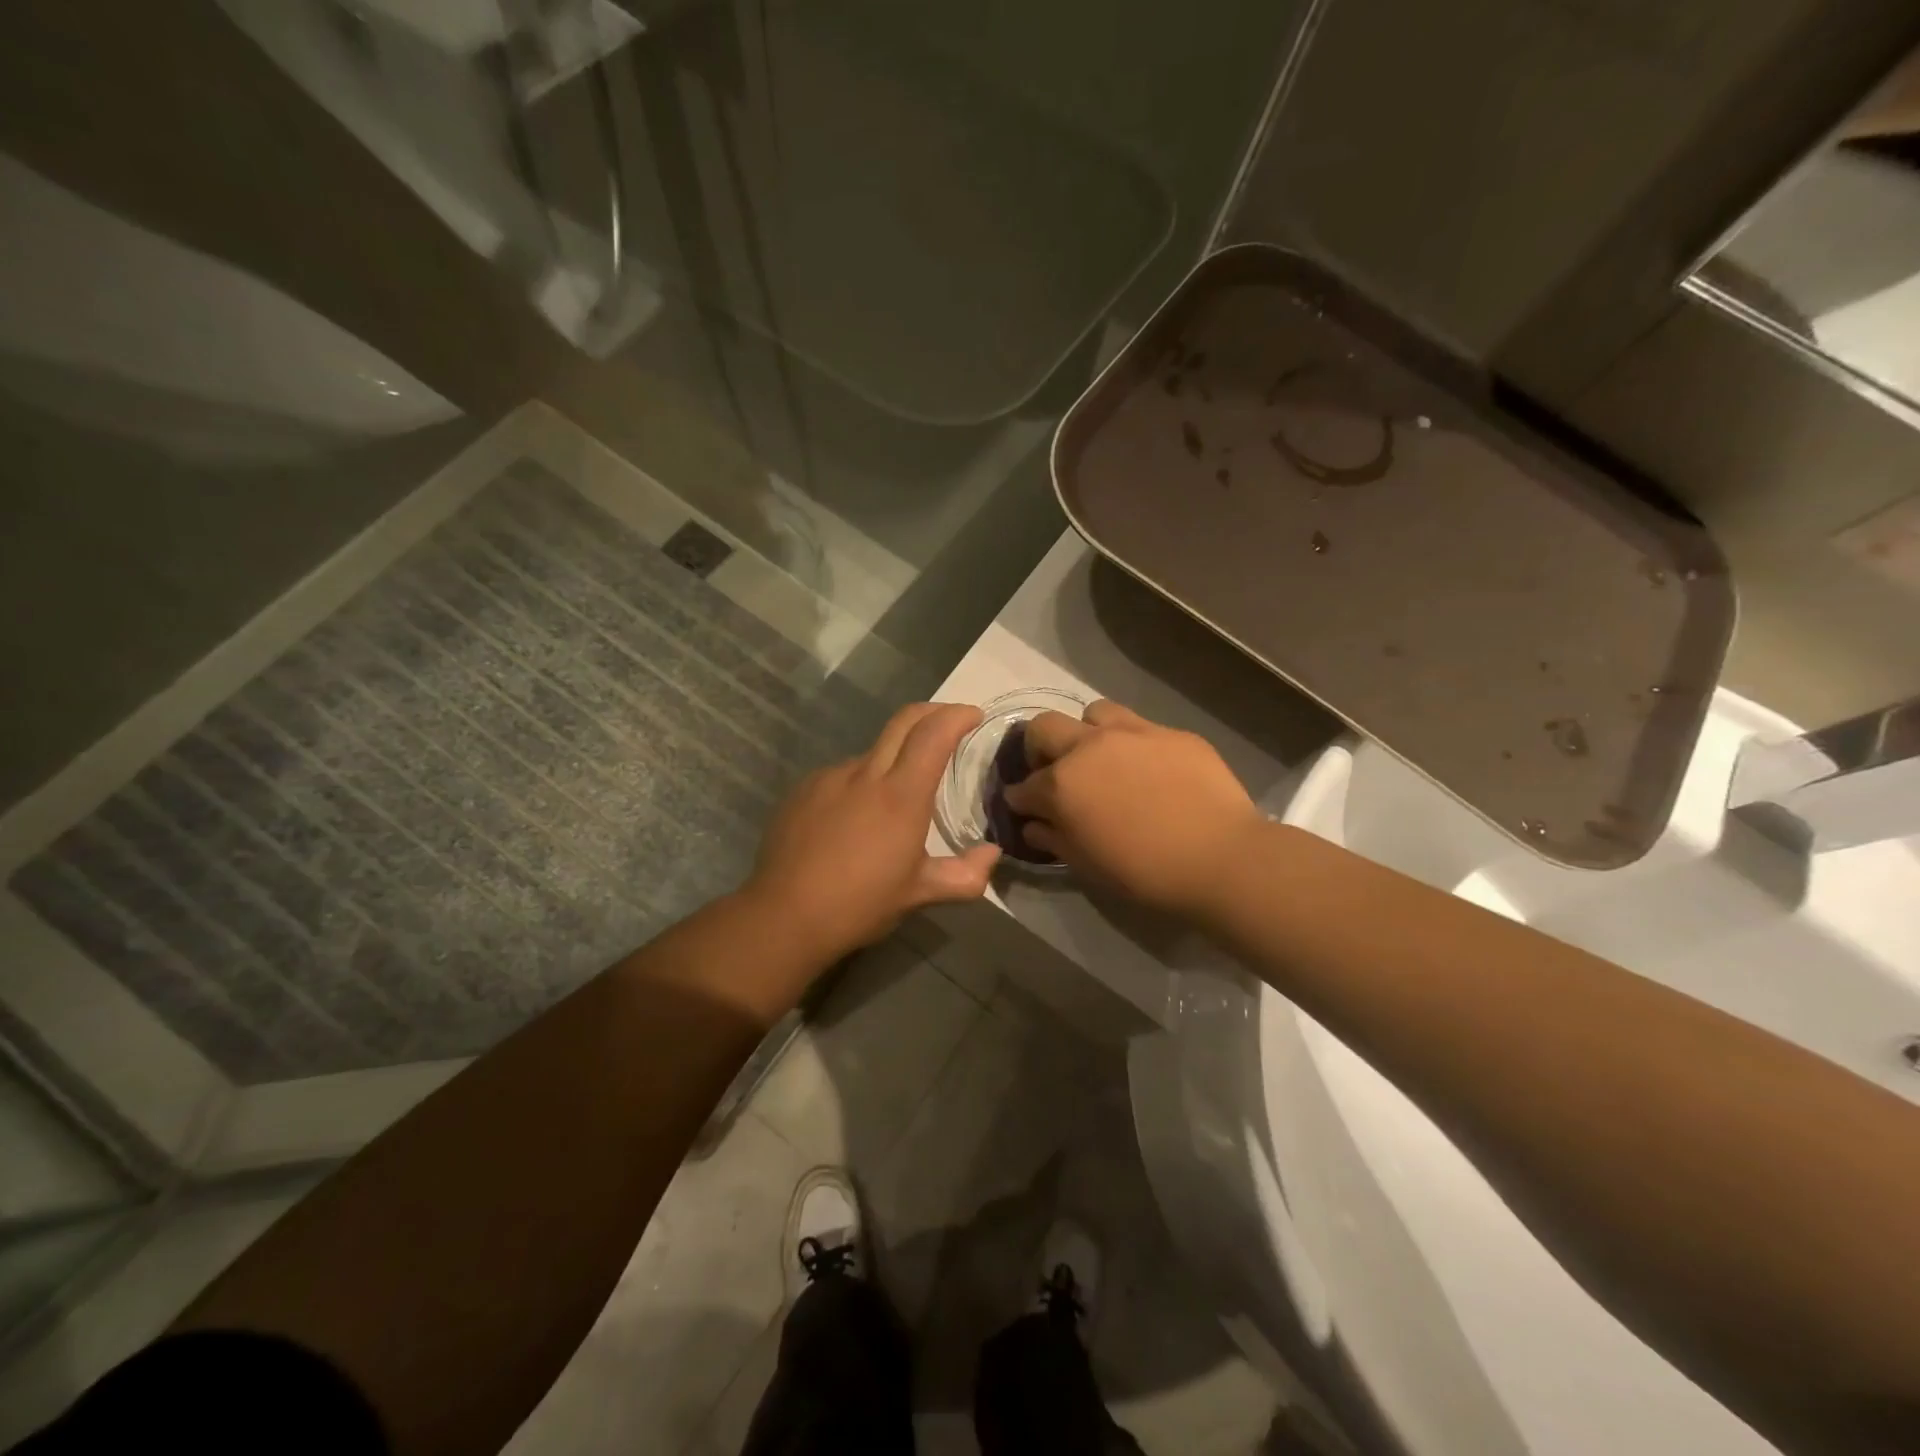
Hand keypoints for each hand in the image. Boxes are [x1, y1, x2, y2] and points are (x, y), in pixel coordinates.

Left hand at [746, 702, 1000, 959]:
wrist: (784, 916)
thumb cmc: (859, 905)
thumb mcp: (919, 894)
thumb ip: (965, 875)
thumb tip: (993, 854)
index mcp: (901, 795)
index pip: (933, 734)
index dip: (957, 716)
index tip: (973, 715)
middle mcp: (866, 775)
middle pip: (903, 721)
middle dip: (932, 713)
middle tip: (950, 724)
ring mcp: (830, 778)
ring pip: (872, 752)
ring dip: (894, 757)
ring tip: (897, 796)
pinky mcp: (803, 790)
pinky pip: (843, 774)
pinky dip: (861, 782)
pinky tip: (856, 817)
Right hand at [1004, 700, 1263, 918]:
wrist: (1220, 857)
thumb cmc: (1144, 872)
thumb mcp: (1087, 865)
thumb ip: (1053, 839)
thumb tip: (1033, 826)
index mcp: (1062, 783)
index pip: (1024, 785)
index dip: (1020, 799)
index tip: (1025, 808)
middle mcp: (1090, 747)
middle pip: (1045, 726)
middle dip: (1038, 748)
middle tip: (1055, 772)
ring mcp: (1134, 733)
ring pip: (1095, 713)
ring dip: (1088, 733)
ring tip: (1103, 759)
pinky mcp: (1173, 733)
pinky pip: (1142, 728)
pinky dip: (1134, 745)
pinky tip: (1151, 771)